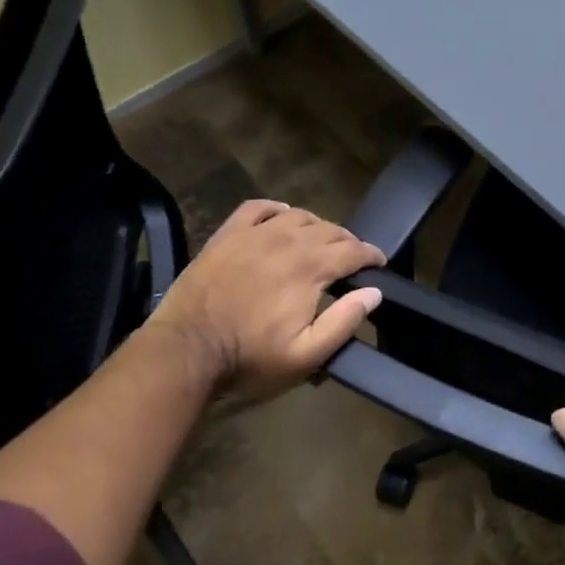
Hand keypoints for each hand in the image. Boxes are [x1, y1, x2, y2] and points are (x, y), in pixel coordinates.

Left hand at [145, 199, 384, 403]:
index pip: (353, 250)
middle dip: (347, 242)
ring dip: (317, 226)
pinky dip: (276, 208)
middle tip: (352, 258)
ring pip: (298, 215)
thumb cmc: (249, 357)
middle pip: (330, 229)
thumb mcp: (305, 355)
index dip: (371, 254)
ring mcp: (255, 233)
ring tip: (320, 241)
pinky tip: (281, 215)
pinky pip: (258, 207)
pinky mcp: (228, 234)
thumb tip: (374, 292)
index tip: (379, 263)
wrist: (185, 350)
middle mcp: (287, 240)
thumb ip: (344, 322)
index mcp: (310, 268)